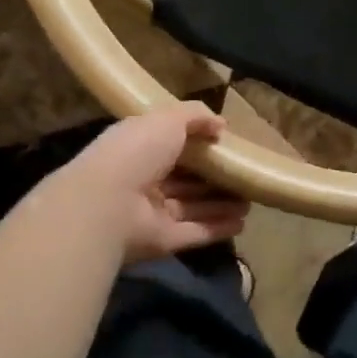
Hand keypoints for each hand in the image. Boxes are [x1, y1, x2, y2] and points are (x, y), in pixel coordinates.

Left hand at [51, 102, 250, 263]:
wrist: (105, 204)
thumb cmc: (135, 152)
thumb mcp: (167, 120)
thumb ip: (195, 116)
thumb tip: (221, 125)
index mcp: (138, 149)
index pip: (170, 146)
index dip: (197, 144)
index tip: (225, 143)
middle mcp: (143, 181)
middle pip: (184, 180)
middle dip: (213, 179)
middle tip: (243, 175)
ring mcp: (151, 214)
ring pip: (192, 207)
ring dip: (221, 204)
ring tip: (251, 200)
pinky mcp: (161, 241)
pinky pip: (194, 232)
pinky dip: (218, 228)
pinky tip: (242, 222)